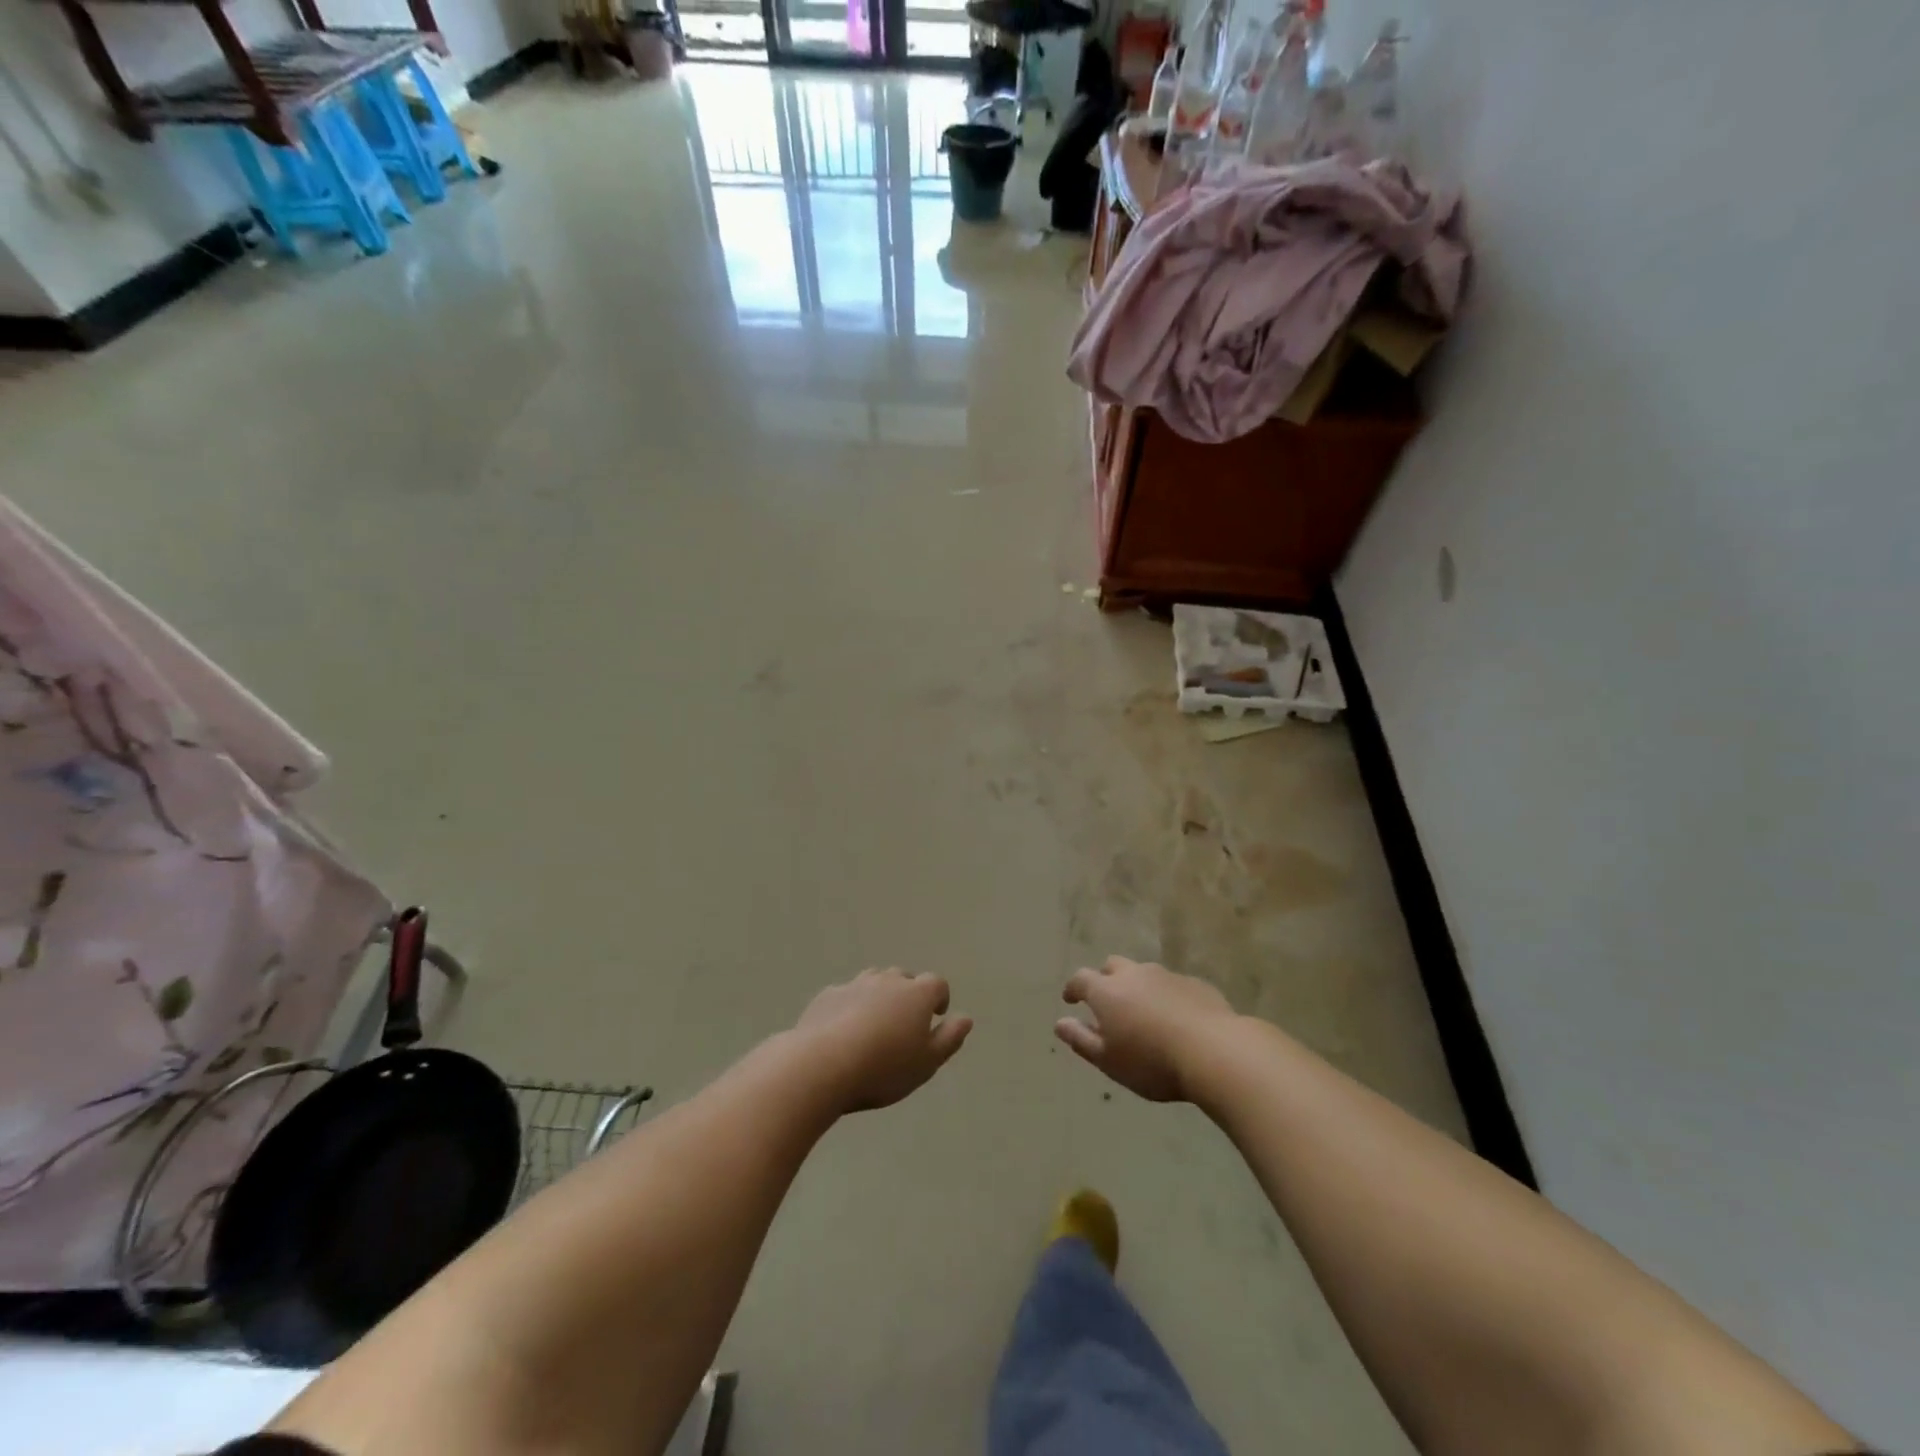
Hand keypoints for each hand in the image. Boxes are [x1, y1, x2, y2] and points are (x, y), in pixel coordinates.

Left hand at [792, 968, 972, 1112]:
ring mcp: (855, 984)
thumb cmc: (884, 1068)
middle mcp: (888, 981)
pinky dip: (850, 1006)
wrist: (822, 1065)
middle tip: (904, 1024)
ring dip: (879, 996)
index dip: (939, 998)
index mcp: (917, 994)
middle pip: (904, 978)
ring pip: (874, 981)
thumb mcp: (927, 1063)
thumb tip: (965, 1018)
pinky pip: (846, 995)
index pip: (937, 984)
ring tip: (875, 1024)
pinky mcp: (828, 995)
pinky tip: (843, 1030)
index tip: (936, 1017)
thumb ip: (949, 1038)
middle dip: (908, 995)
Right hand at [1056, 956, 1237, 1101]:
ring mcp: (1167, 976)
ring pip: (1144, 973)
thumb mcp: (1109, 1061)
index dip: (1073, 988)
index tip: (1070, 999)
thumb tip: (1060, 1023)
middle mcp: (1134, 974)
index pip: (1081, 979)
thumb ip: (1081, 1040)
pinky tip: (1175, 1018)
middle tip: (1107, 1002)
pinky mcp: (1195, 984)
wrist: (1215, 1052)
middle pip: (1113, 966)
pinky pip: (1172, 985)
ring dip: (1137, 987)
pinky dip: (1166, 996)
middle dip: (1105, 979)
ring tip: (1143, 1012)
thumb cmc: (1152, 1062)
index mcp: (1107, 991)